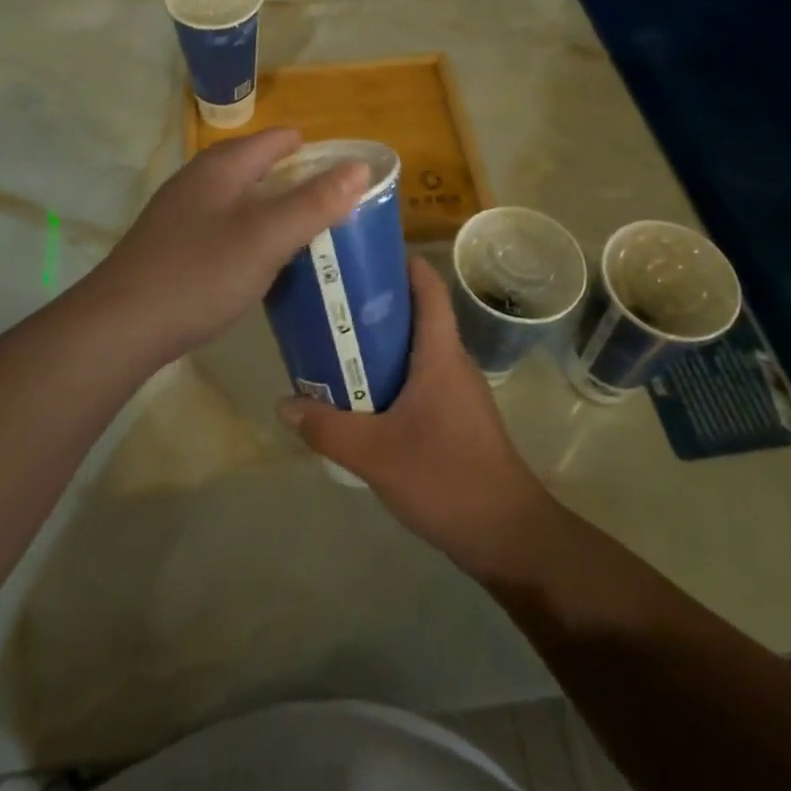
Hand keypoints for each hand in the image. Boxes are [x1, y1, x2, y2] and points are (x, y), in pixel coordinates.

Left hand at [84, 128, 368, 368]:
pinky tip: (261, 260)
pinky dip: (250, 233)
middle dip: (295, 179)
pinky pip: (224, 227)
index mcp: (221, 168)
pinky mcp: (172, 246)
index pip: (276, 140)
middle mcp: (198, 181)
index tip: (349, 170)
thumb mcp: (265, 238)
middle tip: (336, 205)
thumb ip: (313, 202)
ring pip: (238, 198)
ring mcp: (180, 214)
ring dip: (272, 208)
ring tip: (307, 231)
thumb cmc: (198, 274)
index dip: (314, 150)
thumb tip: (359, 166)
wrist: (120, 326)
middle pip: (255, 166)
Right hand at [278, 255, 564, 580]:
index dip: (401, 262)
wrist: (507, 537)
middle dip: (373, 303)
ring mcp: (456, 392)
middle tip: (328, 301)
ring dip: (377, 343)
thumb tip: (283, 403)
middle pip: (414, 315)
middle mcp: (451, 363)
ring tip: (333, 344)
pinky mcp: (454, 418)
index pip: (428, 288)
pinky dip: (387, 375)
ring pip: (413, 350)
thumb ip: (326, 428)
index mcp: (440, 354)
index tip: (362, 253)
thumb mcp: (376, 454)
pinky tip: (357, 396)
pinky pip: (416, 379)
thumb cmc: (447, 478)